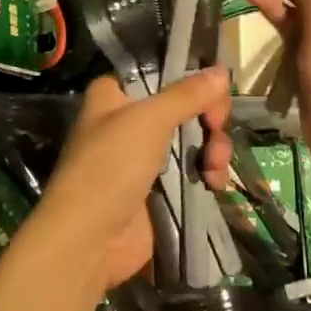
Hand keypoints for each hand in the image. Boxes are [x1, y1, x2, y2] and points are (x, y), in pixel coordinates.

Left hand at [33, 69, 232, 296]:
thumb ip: (187, 94)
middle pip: (184, 108)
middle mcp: (129, 122)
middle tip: (216, 128)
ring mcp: (145, 159)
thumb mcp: (149, 120)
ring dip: (213, 149)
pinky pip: (193, 172)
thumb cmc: (110, 166)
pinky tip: (214, 184)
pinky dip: (207, 174)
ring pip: (193, 140)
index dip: (190, 80)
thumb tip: (222, 70)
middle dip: (208, 119)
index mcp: (116, 96)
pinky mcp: (159, 191)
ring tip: (214, 167)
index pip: (160, 74)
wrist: (89, 240)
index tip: (213, 92)